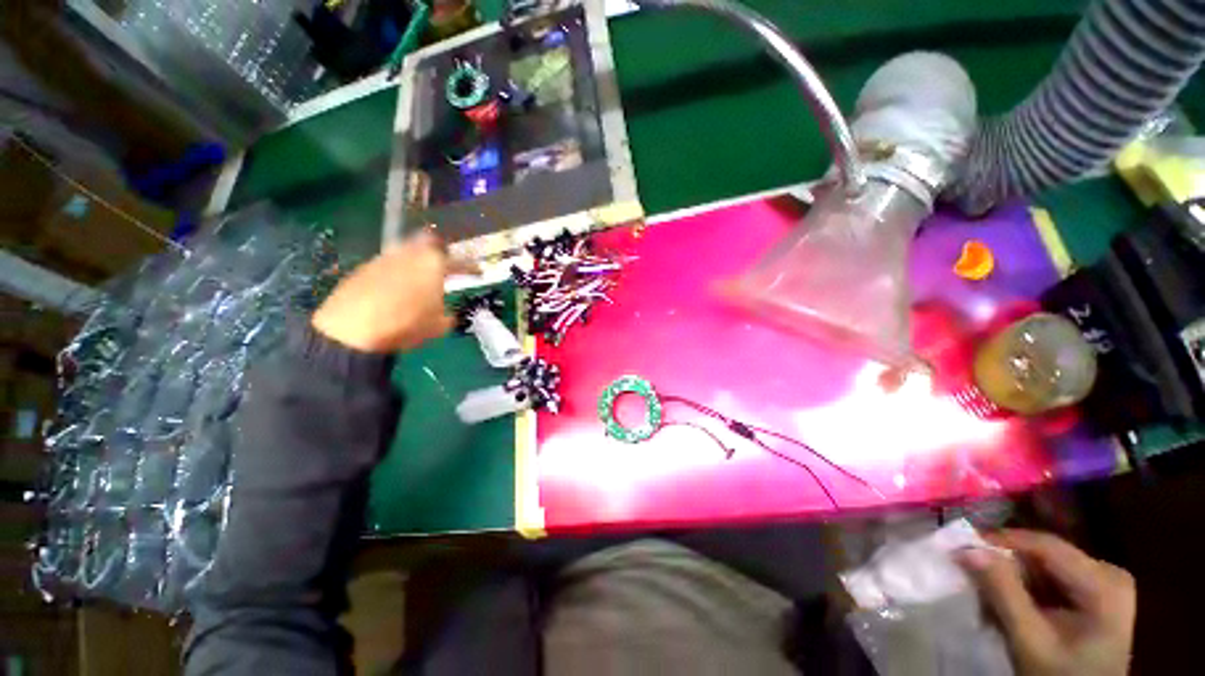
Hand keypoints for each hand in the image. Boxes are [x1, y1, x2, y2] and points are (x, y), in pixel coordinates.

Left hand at [311, 231, 477, 352]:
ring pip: (407, 249)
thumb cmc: (405, 325)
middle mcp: (410, 254)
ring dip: (417, 258)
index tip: (479, 272)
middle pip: (429, 241)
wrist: (350, 329)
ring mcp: (385, 258)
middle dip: (440, 250)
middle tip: (446, 263)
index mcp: (434, 265)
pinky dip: (399, 269)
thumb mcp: (438, 327)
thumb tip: (448, 313)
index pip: (460, 262)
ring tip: (421, 275)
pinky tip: (397, 285)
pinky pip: (390, 262)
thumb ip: (448, 315)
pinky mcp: (364, 267)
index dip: (471, 267)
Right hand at [959, 529, 1135, 675]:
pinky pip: (1051, 579)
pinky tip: (1011, 607)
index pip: (1046, 546)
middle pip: (1044, 556)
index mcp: (1104, 583)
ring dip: (1012, 581)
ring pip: (1043, 566)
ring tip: (989, 603)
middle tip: (974, 582)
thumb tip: (967, 549)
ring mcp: (1104, 582)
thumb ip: (1003, 593)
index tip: (962, 546)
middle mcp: (1108, 572)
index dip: (1001, 541)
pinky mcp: (1096, 592)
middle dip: (1006, 569)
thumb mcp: (1029, 641)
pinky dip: (1025, 591)